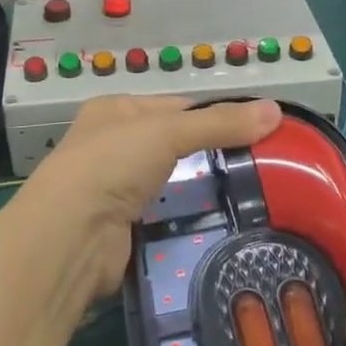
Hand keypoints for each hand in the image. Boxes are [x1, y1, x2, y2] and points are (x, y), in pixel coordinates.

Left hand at [17, 97, 281, 298]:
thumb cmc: (111, 165)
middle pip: (175, 146)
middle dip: (211, 156)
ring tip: (253, 197)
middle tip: (264, 168)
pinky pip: (165, 218)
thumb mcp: (167, 131)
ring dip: (202, 191)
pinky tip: (221, 224)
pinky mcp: (123, 229)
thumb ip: (220, 123)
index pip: (177, 107)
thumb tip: (276, 110)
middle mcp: (113, 146)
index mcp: (116, 111)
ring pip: (171, 184)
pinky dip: (188, 221)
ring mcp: (115, 189)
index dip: (216, 116)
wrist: (69, 237)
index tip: (259, 131)